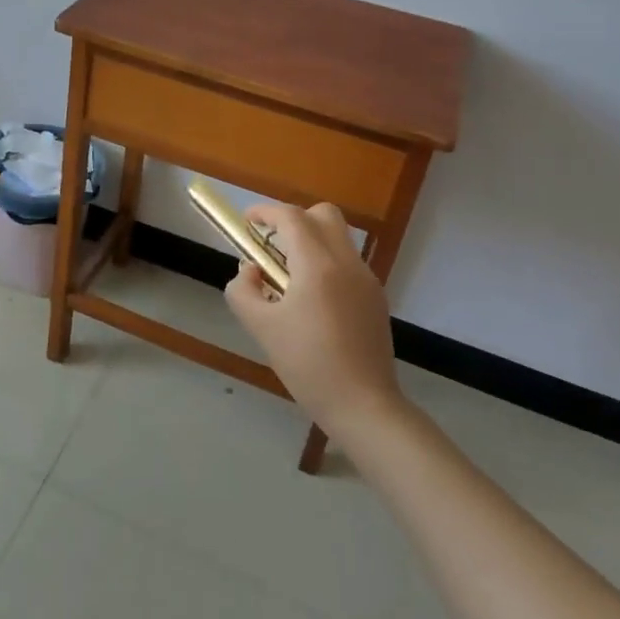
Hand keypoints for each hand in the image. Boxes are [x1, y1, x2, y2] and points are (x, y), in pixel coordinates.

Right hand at [223, 202, 404, 436]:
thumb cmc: (308, 365)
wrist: (364, 406)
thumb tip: (250, 272)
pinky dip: (326, 262)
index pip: (291, 217)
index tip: (247, 222)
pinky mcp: (376, 298)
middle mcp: (346, 262)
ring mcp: (366, 279)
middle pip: (323, 214)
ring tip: (288, 276)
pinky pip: (347, 262)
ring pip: (338, 237)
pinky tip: (312, 300)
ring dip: (311, 240)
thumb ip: (243, 291)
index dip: (265, 212)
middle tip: (272, 244)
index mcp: (318, 265)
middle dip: (294, 219)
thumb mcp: (262, 328)